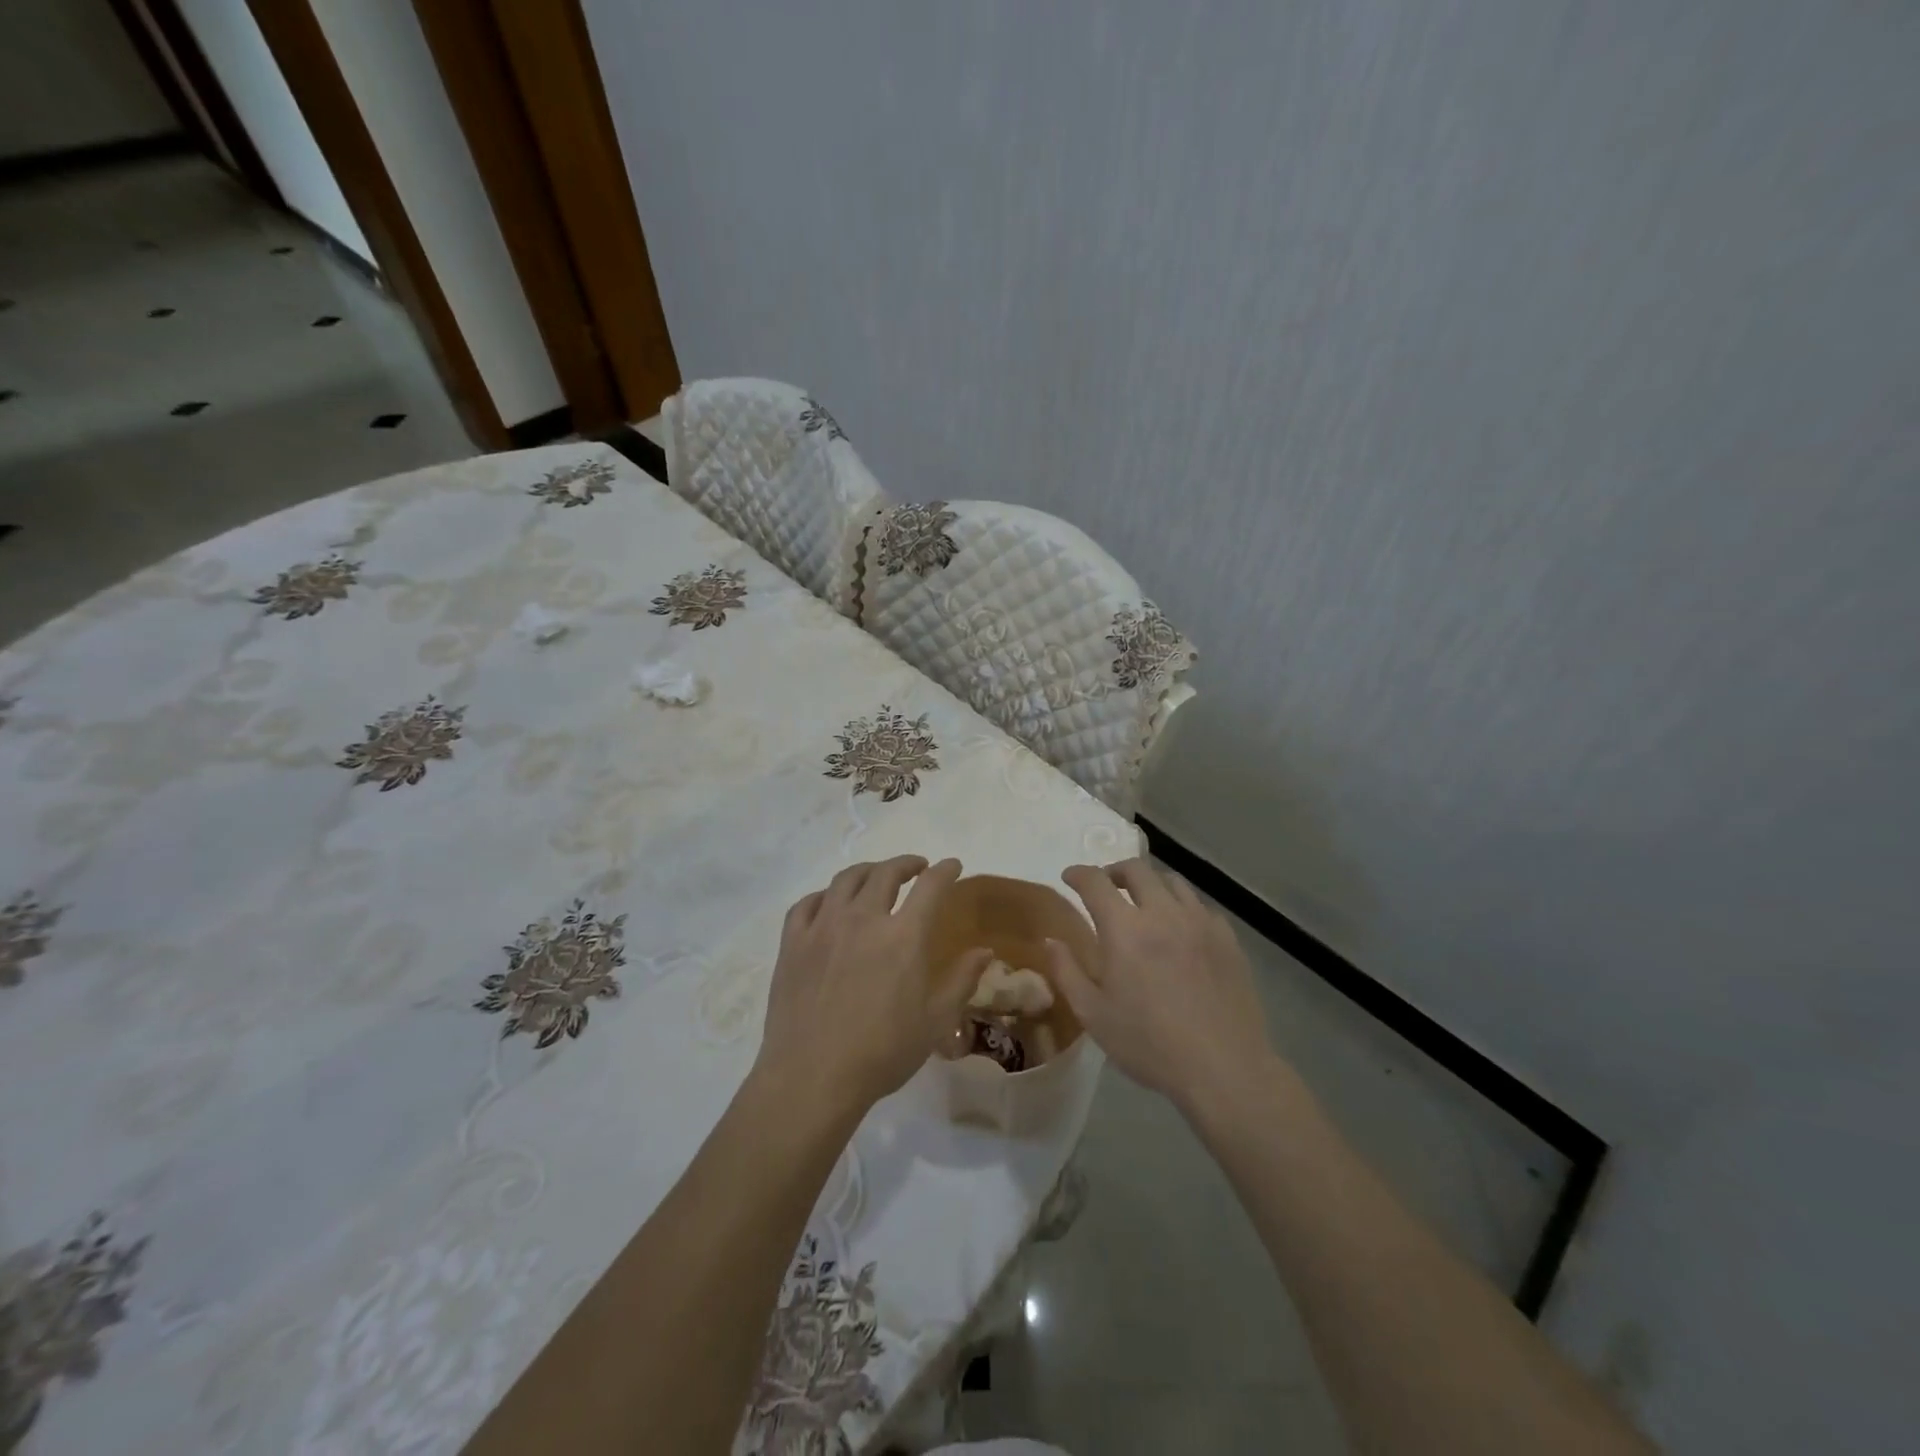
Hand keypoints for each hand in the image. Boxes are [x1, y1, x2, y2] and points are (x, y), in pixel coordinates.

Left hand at [756, 856, 987, 1116]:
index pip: (930, 886)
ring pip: (846, 879)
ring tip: (876, 877)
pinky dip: (825, 895)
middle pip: (885, 873)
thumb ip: (961, 980)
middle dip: (906, 864)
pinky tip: (831, 903)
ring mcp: (823, 927)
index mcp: (903, 936)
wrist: (812, 1077)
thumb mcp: (935, 1022)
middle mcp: (863, 919)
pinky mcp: (793, 942)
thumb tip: (984, 951)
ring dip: (868, 871)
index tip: (952, 865)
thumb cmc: (882, 1053)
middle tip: (917, 868)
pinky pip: (808, 903)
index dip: (945, 870)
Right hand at [1045, 858, 1275, 1110]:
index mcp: (1125, 929)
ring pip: (1172, 882)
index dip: (1079, 874)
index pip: (1096, 882)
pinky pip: (1200, 906)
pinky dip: (1182, 907)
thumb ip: (1067, 971)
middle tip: (1105, 886)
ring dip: (1150, 884)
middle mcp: (1163, 913)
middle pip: (1137, 869)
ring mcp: (1200, 923)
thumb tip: (1050, 940)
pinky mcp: (1228, 939)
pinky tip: (1180, 929)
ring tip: (1143, 902)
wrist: (1224, 1068)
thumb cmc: (1149, 1044)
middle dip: (1114, 871)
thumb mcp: (1093, 1014)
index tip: (1069, 877)